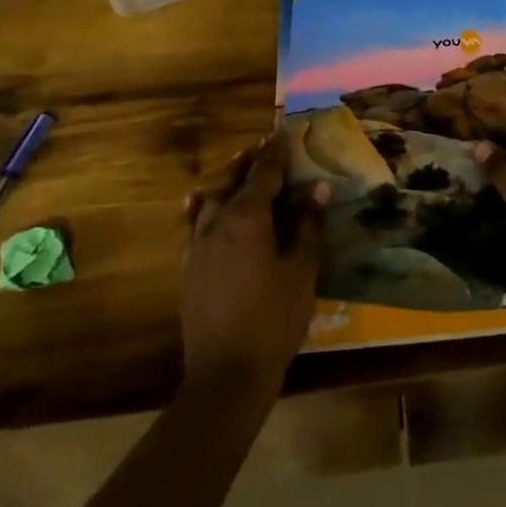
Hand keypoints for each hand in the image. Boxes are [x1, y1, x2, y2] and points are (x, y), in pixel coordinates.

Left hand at [180, 134, 329, 396]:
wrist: (226, 374)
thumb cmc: (274, 318)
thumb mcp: (302, 270)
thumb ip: (308, 225)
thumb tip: (318, 187)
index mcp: (247, 217)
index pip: (264, 173)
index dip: (276, 151)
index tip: (285, 131)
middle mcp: (217, 222)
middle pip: (232, 179)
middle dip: (248, 160)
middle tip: (262, 145)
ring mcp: (197, 245)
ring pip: (209, 198)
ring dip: (225, 179)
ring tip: (237, 167)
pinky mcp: (188, 267)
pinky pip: (192, 224)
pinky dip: (200, 206)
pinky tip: (199, 204)